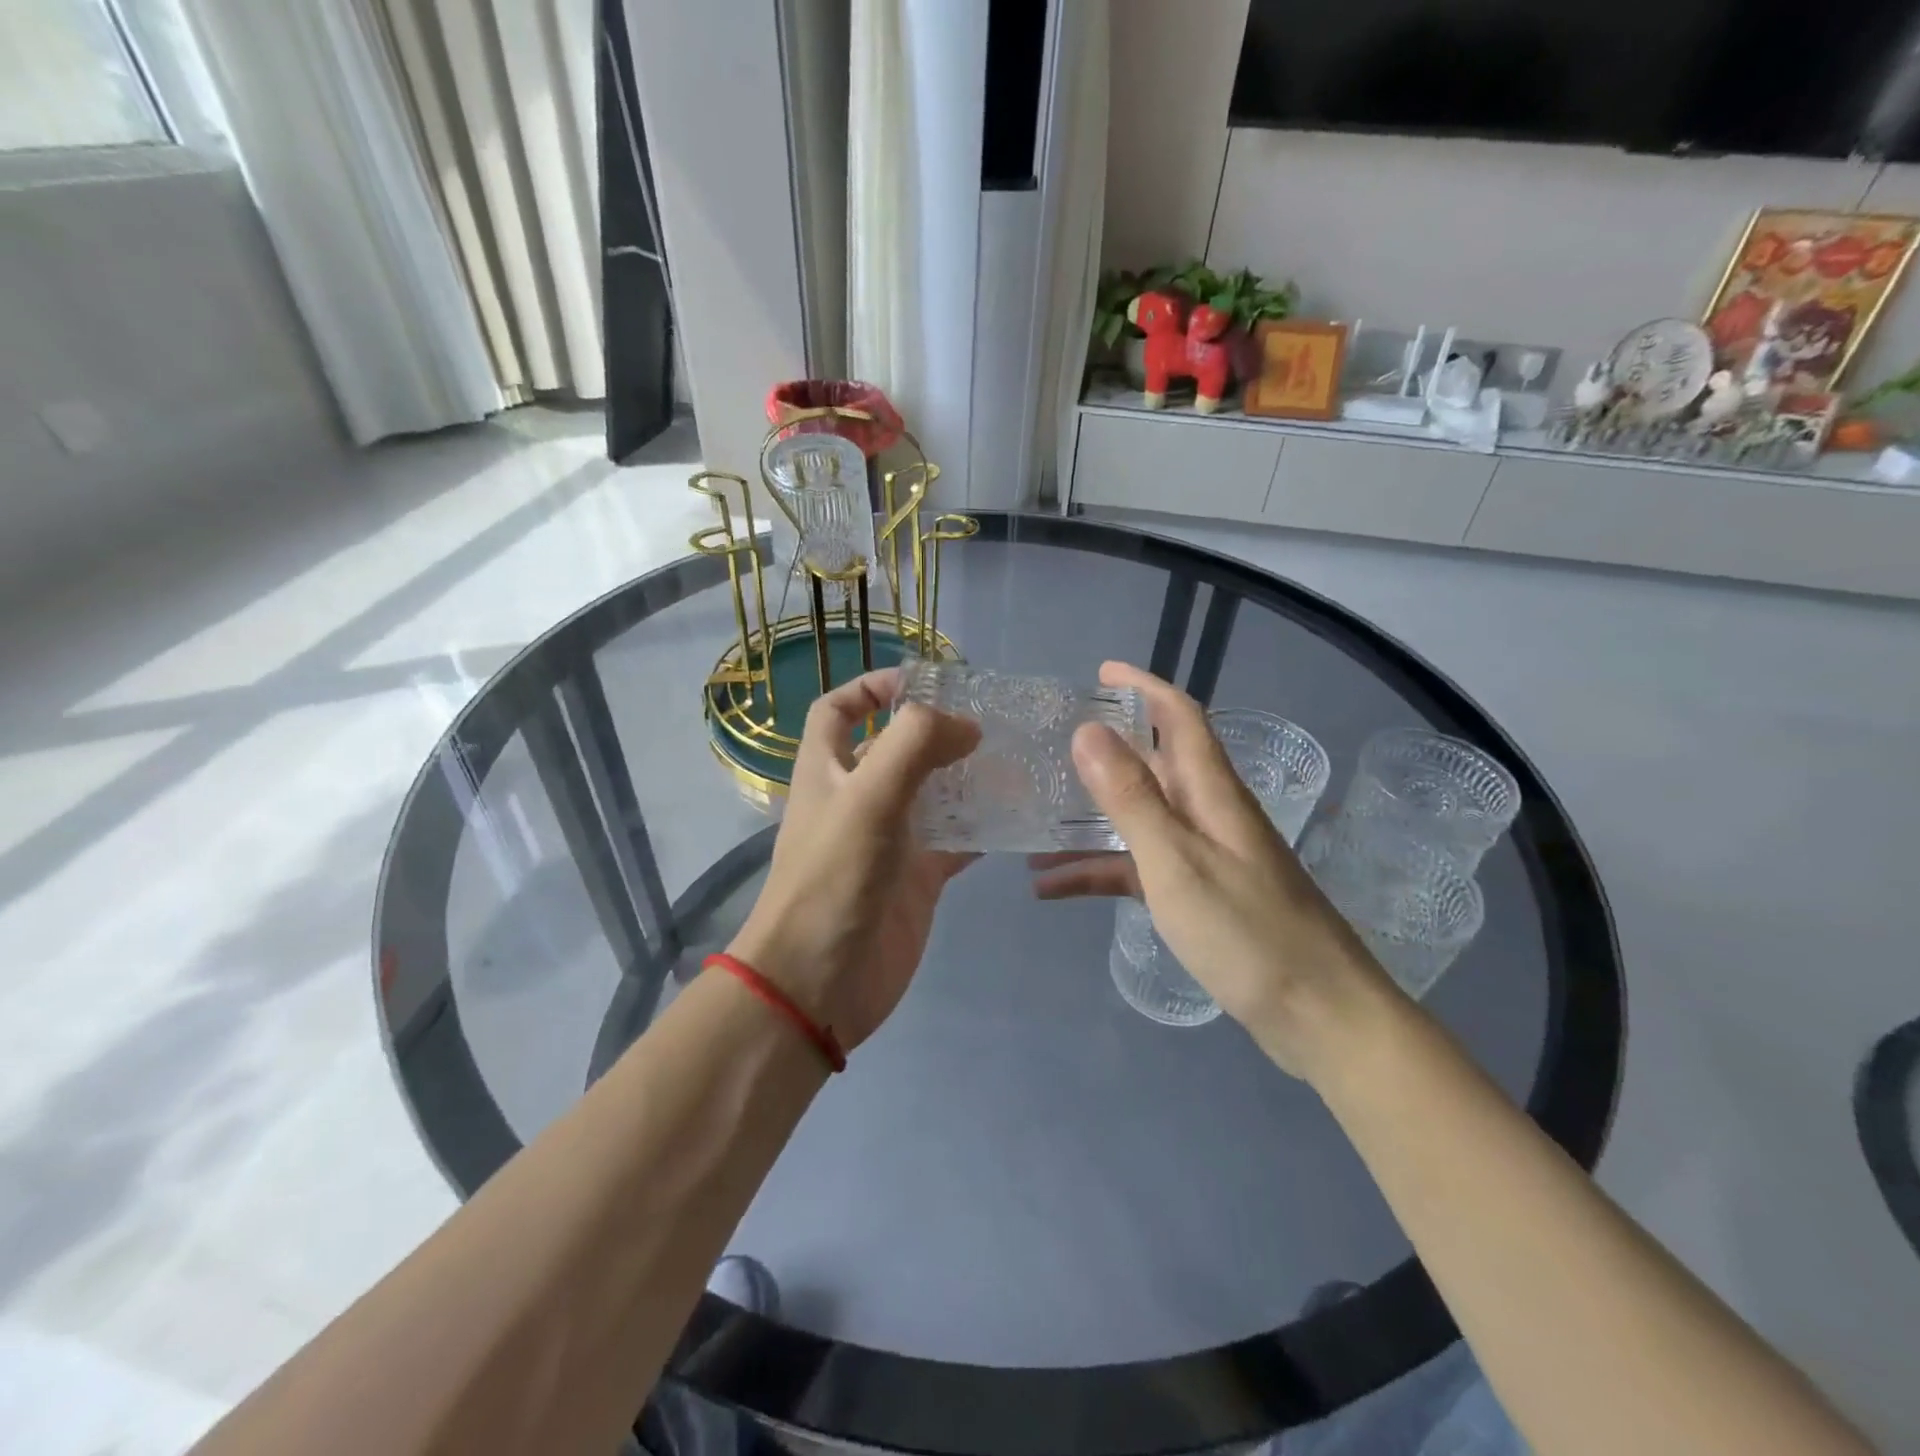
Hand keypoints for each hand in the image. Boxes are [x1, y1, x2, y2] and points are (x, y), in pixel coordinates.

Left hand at [727, 668, 979, 1053]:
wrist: (821, 982)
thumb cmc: (835, 877)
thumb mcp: (869, 795)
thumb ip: (916, 744)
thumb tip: (966, 725)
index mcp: (828, 769)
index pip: (839, 710)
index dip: (872, 686)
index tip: (925, 682)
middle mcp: (857, 798)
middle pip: (895, 748)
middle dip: (936, 730)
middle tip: (991, 720)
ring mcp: (890, 839)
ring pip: (933, 793)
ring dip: (966, 776)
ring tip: (1016, 759)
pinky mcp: (916, 878)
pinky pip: (954, 840)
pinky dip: (981, 826)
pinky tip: (1017, 816)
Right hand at [1030, 662, 1393, 1079]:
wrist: (1318, 1017)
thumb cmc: (1247, 932)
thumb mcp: (1176, 860)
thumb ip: (1131, 797)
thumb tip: (1088, 730)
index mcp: (1211, 792)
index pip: (1180, 717)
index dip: (1144, 687)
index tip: (1101, 672)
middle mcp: (1209, 814)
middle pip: (1154, 764)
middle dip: (1105, 749)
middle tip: (1050, 745)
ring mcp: (1204, 856)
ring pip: (1138, 819)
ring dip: (1089, 818)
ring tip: (1033, 821)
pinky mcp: (1198, 896)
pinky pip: (1138, 869)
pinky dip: (1099, 871)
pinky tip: (1053, 887)